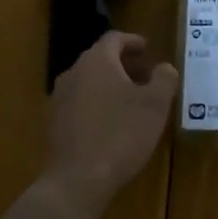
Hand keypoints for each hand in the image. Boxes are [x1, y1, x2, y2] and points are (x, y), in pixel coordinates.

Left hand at [42, 31, 178, 218]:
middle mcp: (72, 73)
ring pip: (87, 82)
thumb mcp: (155, 106)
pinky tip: (109, 125)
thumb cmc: (121, 135)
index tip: (147, 49)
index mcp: (96, 62)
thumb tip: (164, 67)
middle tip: (144, 77)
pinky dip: (95, 104)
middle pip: (99, 59)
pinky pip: (78, 103)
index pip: (113, 39)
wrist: (77, 180)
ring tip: (129, 103)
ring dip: (108, 86)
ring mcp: (58, 98)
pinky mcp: (53, 123)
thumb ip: (163, 79)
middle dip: (123, 65)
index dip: (132, 41)